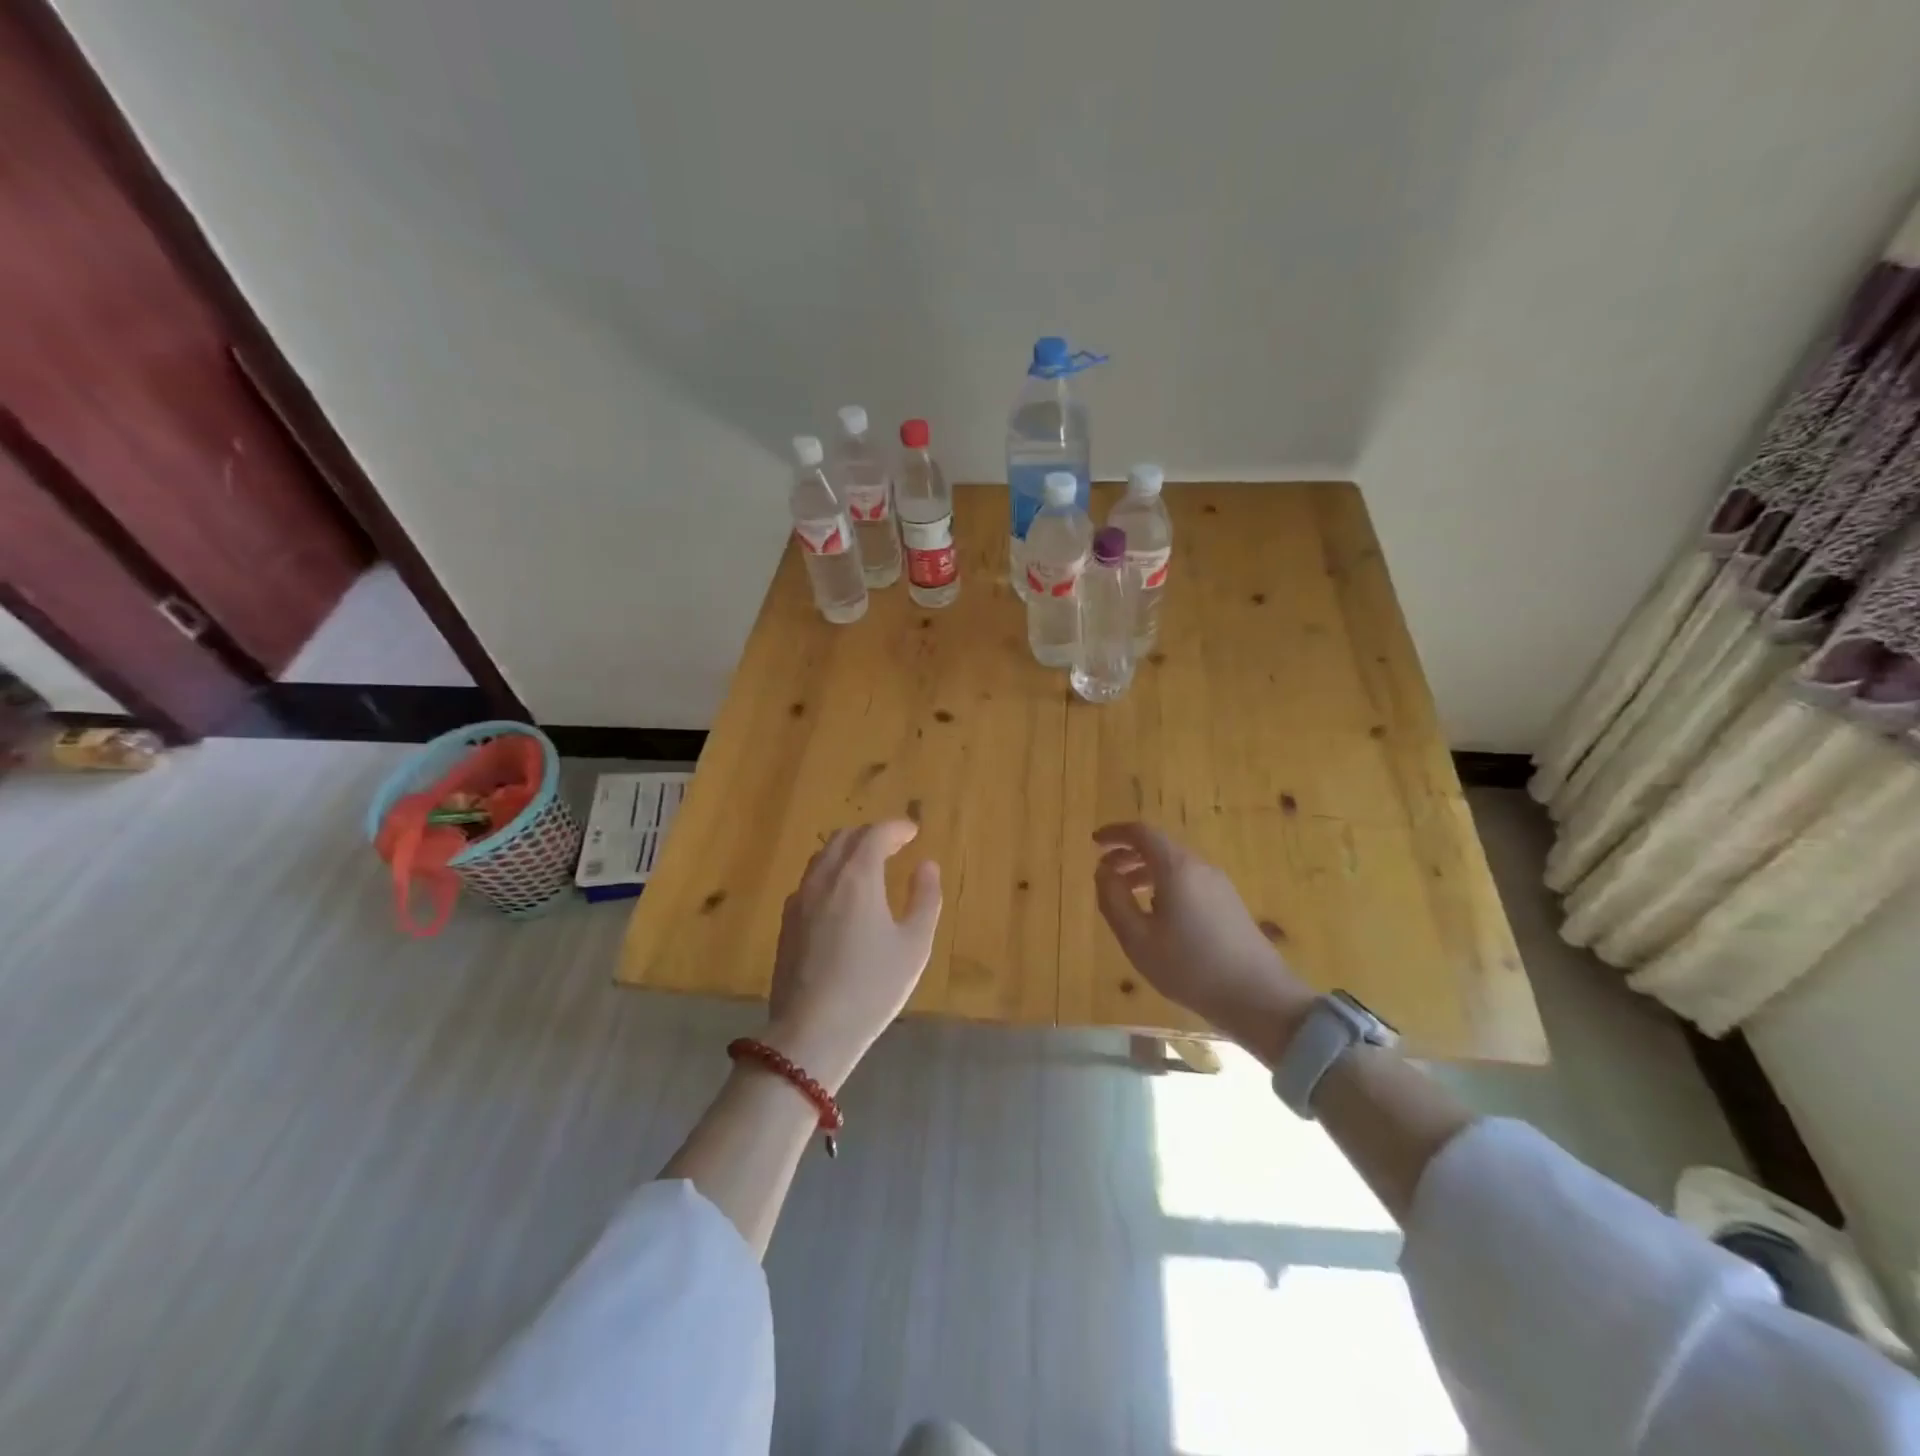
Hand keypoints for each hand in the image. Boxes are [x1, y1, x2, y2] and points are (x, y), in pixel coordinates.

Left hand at [763, 821, 941, 1092]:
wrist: (810, 1032)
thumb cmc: (871, 987)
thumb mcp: (914, 945)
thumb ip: (925, 899)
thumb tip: (926, 866)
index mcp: (857, 877)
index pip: (875, 834)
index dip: (896, 828)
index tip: (913, 831)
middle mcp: (824, 879)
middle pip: (844, 838)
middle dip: (870, 834)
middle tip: (893, 844)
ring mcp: (799, 900)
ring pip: (823, 858)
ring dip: (847, 851)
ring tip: (868, 866)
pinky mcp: (786, 923)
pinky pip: (810, 881)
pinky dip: (830, 873)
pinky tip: (841, 897)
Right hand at [1092, 822, 1312, 1064]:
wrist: (1259, 997)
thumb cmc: (1190, 967)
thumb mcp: (1138, 939)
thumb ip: (1114, 900)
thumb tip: (1103, 871)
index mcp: (1176, 868)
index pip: (1142, 833)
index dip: (1115, 833)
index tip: (1094, 842)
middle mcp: (1199, 867)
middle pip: (1159, 846)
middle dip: (1128, 854)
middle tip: (1104, 871)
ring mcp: (1219, 884)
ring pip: (1175, 864)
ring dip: (1146, 871)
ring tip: (1125, 894)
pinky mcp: (1229, 903)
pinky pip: (1189, 880)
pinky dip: (1165, 883)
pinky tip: (1157, 913)